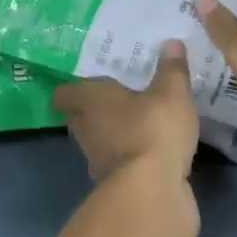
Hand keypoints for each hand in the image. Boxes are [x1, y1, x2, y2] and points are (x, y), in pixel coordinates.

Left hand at [54, 41, 199, 186]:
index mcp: (91, 101)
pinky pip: (117, 166)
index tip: (87, 83)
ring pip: (98, 143)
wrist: (152, 194)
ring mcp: (98, 162)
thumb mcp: (172, 92)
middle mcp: (87, 130)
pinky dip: (128, 160)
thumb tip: (171, 42)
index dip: (72, 89)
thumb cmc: (153, 129)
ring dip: (112, 136)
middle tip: (117, 99)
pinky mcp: (115, 188)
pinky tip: (150, 153)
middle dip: (94, 111)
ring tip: (137, 124)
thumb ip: (172, 68)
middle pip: (79, 118)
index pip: (64, 94)